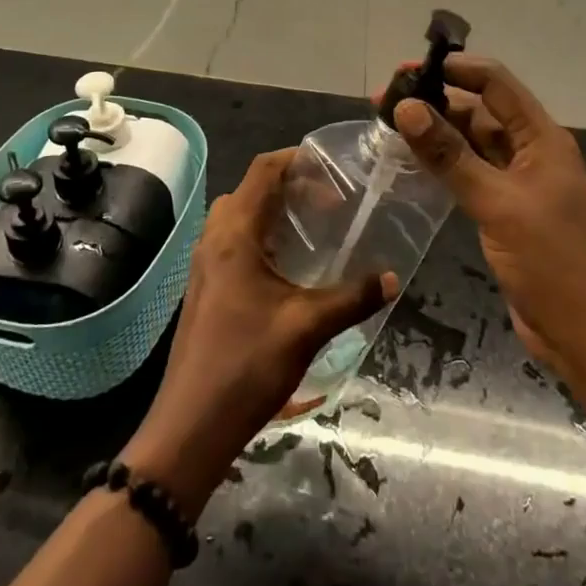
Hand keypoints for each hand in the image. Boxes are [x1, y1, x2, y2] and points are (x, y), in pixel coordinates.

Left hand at [121, 150, 394, 517]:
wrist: (191, 425)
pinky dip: (262, 236)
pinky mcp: (206, 287)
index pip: (262, 171)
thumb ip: (353, 297)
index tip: (333, 170)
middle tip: (329, 204)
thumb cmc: (247, 366)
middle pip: (250, 190)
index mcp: (234, 235)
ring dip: (274, 212)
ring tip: (313, 230)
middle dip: (289, 186)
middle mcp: (214, 239)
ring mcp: (204, 264)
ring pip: (239, 216)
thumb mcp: (308, 327)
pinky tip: (289, 267)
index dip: (296, 160)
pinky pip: (233, 241)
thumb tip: (393, 277)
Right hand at [389, 56, 585, 388]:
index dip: (456, 69)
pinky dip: (443, 165)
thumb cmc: (553, 262)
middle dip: (437, 100)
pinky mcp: (505, 212)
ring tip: (389, 125)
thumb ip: (451, 156)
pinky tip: (413, 163)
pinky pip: (470, 175)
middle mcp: (530, 153)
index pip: (496, 85)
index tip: (408, 71)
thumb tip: (406, 107)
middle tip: (384, 100)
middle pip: (481, 111)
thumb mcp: (498, 204)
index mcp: (541, 139)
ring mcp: (518, 184)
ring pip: (473, 144)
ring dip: (437, 132)